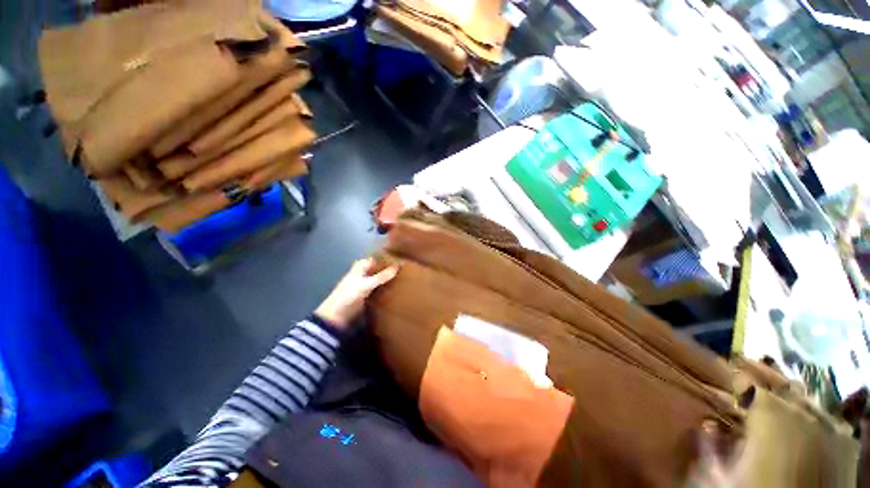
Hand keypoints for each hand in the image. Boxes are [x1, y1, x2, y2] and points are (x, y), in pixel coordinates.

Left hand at [315, 258, 398, 328]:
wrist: (337, 316)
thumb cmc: (349, 295)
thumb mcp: (366, 284)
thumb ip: (382, 276)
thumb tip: (398, 265)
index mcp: (360, 267)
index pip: (376, 259)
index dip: (386, 259)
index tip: (401, 258)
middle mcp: (363, 274)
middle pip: (378, 269)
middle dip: (389, 269)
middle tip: (405, 269)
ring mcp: (364, 285)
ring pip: (379, 279)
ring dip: (388, 280)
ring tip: (404, 279)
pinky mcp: (366, 296)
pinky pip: (379, 290)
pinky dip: (385, 289)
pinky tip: (396, 291)